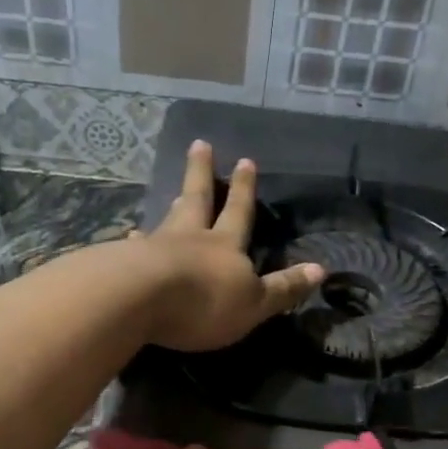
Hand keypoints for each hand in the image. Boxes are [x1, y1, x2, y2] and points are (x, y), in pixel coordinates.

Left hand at [137, 140, 323, 352]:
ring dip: (172, 205)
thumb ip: (284, 288)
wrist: (140, 299)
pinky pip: (135, 246)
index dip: (244, 190)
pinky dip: (136, 241)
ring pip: (168, 219)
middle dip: (201, 173)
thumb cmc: (205, 301)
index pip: (239, 212)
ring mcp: (155, 246)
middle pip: (198, 199)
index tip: (245, 160)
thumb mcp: (255, 303)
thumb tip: (321, 269)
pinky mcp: (126, 262)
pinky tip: (129, 237)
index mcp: (225, 245)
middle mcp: (191, 237)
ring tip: (171, 192)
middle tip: (200, 145)